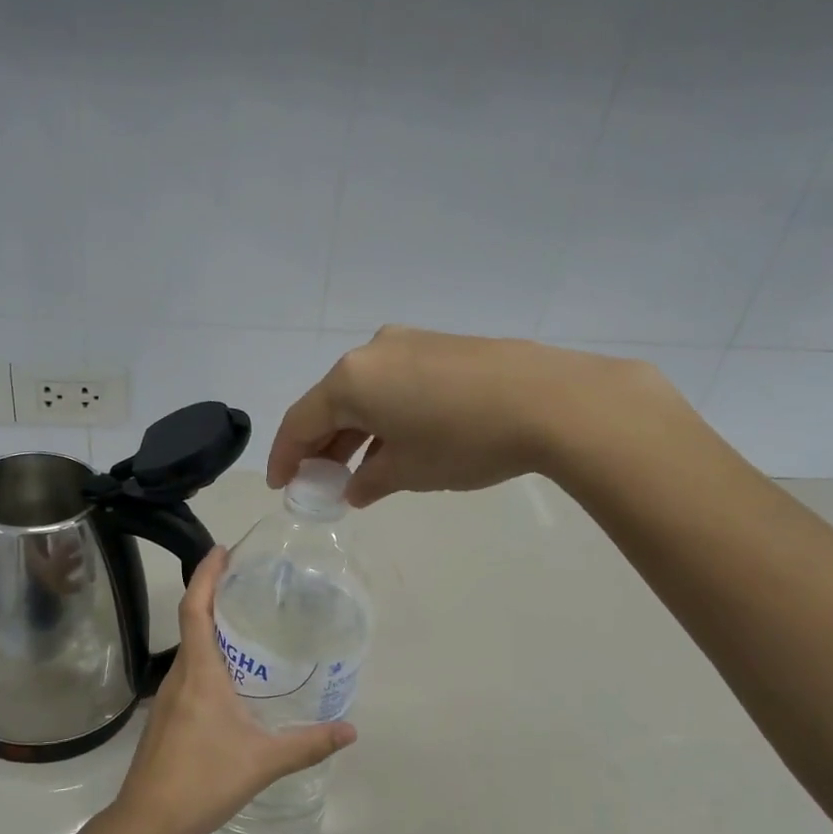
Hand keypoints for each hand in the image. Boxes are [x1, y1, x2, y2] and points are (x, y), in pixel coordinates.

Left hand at [106, 548, 355, 833]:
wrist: (148, 821)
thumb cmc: (203, 780)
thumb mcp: (263, 761)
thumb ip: (308, 744)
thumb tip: (351, 731)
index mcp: (200, 673)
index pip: (196, 609)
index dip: (206, 575)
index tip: (222, 550)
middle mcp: (179, 677)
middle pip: (192, 622)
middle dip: (213, 594)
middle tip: (247, 581)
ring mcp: (167, 698)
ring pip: (189, 650)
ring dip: (211, 627)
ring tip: (245, 623)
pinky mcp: (165, 719)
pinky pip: (188, 673)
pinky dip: (207, 658)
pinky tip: (231, 678)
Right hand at [268, 325, 677, 506]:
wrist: (550, 401)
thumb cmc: (463, 440)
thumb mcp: (408, 470)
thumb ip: (369, 481)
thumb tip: (355, 488)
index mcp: (351, 379)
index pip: (301, 420)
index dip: (286, 457)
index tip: (281, 486)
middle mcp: (373, 352)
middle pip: (331, 403)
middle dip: (322, 446)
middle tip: (318, 482)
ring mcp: (410, 344)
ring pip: (366, 393)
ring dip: (356, 433)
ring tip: (357, 472)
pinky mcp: (443, 347)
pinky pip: (396, 385)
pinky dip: (386, 416)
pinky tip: (397, 445)